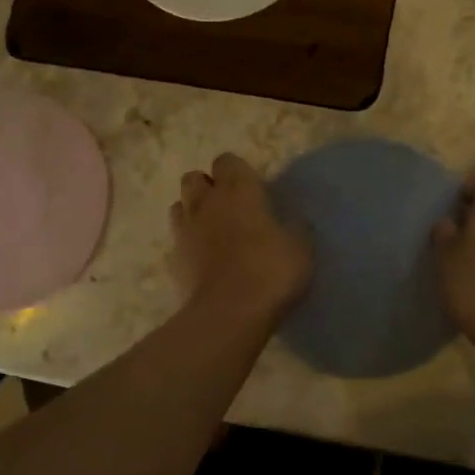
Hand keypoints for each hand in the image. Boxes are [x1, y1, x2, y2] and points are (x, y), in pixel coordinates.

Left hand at [172, 153, 312, 324]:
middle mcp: (206, 202)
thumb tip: (292, 221)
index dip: (238, 171)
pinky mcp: (173, 259)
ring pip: (180, 205)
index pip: (227, 161)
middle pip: (194, 178)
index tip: (253, 189)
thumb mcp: (301, 248)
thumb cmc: (270, 271)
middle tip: (230, 208)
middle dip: (208, 187)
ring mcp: (185, 231)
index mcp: (238, 190)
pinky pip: (178, 241)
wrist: (229, 314)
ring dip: (194, 212)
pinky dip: (188, 244)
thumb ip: (295, 227)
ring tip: (213, 231)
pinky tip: (204, 260)